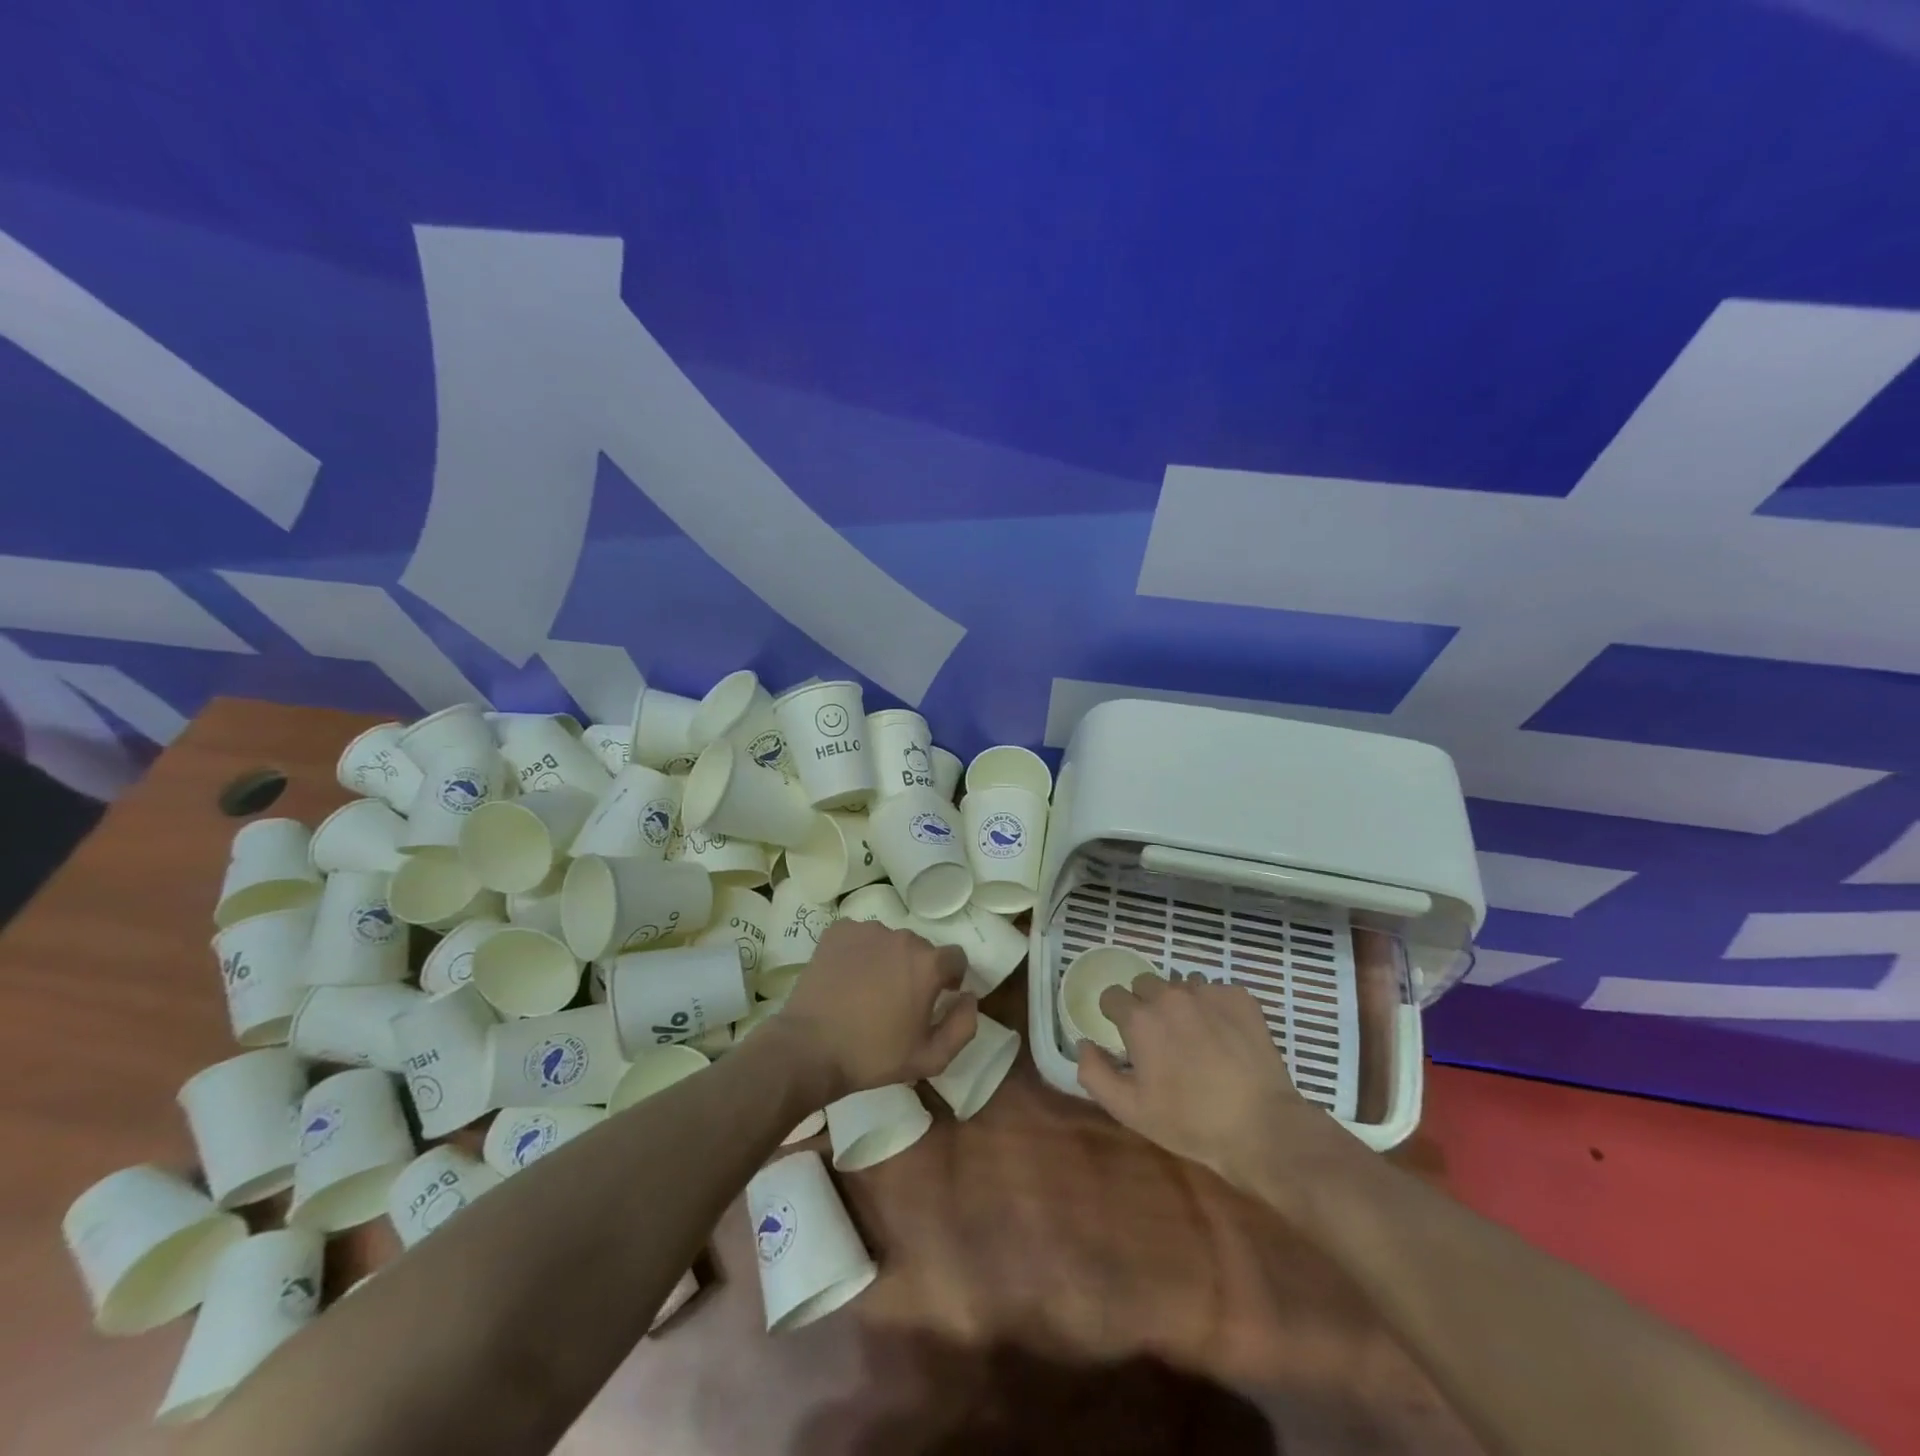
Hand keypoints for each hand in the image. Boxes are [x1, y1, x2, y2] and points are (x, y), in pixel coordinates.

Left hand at [773, 918, 975, 1103]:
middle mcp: (902, 936)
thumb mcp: (931, 1058)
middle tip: (897, 1002)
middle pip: (920, 949)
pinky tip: (846, 978)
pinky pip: (859, 937)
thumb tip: (969, 996)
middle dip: (916, 970)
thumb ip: (964, 1025)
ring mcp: (868, 930)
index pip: (955, 958)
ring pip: (889, 942)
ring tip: (867, 991)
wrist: (809, 1048)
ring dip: (887, 960)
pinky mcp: (838, 931)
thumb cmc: (873, 1056)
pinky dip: (858, 952)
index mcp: (928, 963)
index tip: (934, 1000)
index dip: (949, 979)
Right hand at [1076, 973, 1340, 1190]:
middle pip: (1145, 985)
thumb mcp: (1130, 1110)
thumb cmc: (1190, 1122)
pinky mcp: (1240, 997)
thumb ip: (1095, 1073)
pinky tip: (1225, 1037)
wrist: (1262, 1128)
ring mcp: (1208, 992)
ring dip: (1181, 1005)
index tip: (1128, 1041)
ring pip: (1181, 985)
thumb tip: (1084, 1044)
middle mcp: (1170, 995)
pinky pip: (1215, 991)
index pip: (1112, 996)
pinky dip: (1214, 1007)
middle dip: (1147, 1007)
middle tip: (1162, 1042)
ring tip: (1196, 1039)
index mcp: (1140, 1018)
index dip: (1115, 1017)